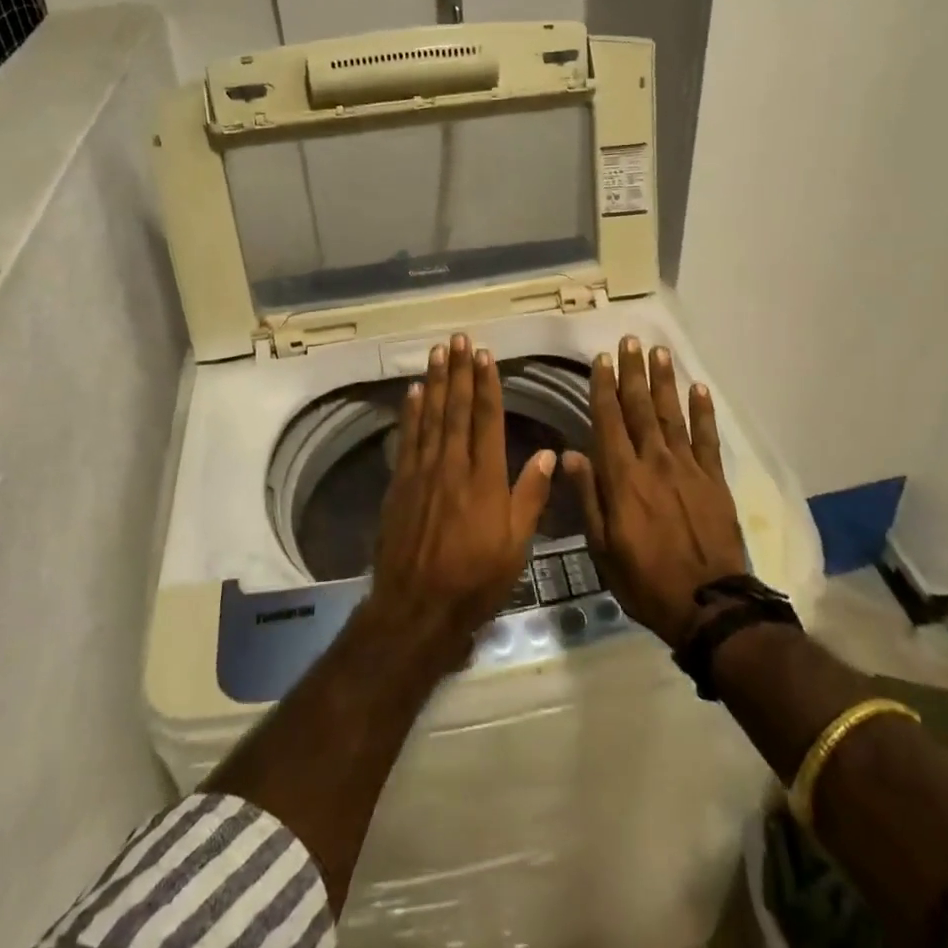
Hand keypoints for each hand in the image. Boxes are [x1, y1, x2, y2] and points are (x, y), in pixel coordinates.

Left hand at [366, 333, 556, 665]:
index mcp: (484, 478)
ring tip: (437, 353)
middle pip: (456, 409)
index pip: (486, 419)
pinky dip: (411, 413)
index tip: (484, 355)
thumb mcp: (516, 544)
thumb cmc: (476, 579)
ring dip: (435, 382)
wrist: (418, 608)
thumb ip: (530, 496)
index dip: (486, 384)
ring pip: (430, 417)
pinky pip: (407, 439)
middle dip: (458, 372)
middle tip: (457, 339)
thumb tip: (547, 453)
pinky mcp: (400, 485)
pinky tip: (413, 393)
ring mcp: (422, 473)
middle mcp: (452, 466)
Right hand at [565, 336, 745, 647]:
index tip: (601, 359)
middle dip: (633, 372)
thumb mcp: (603, 546)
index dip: (603, 388)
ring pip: (672, 414)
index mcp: (623, 477)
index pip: (609, 420)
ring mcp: (687, 468)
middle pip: (640, 408)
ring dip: (664, 381)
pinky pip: (707, 438)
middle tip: (630, 341)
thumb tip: (569, 454)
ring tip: (660, 351)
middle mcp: (654, 462)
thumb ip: (589, 496)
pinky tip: (699, 389)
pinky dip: (703, 412)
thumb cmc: (645, 579)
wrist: (707, 604)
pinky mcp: (714, 479)